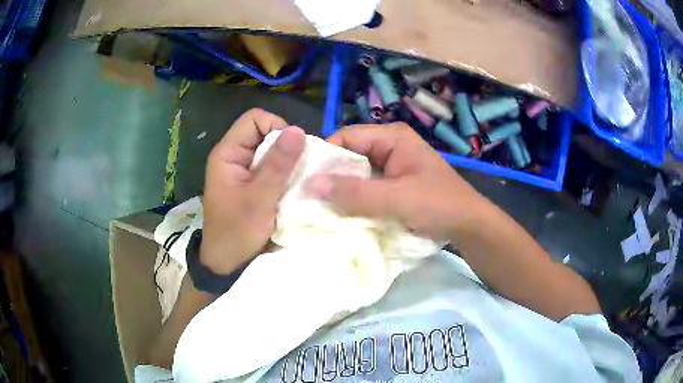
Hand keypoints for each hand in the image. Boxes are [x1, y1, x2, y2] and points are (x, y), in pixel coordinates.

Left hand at [201, 109, 304, 273]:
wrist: (226, 262)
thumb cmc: (237, 231)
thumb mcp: (259, 199)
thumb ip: (278, 164)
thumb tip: (298, 130)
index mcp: (228, 153)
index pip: (255, 119)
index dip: (276, 127)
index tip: (292, 151)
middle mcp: (234, 156)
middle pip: (264, 133)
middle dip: (285, 147)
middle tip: (298, 171)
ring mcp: (242, 170)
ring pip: (270, 151)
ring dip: (287, 163)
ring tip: (298, 181)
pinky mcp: (250, 183)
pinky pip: (270, 168)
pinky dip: (284, 174)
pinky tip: (292, 188)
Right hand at [306, 123, 486, 240]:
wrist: (469, 226)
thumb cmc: (439, 205)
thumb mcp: (397, 198)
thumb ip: (355, 192)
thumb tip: (309, 184)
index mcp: (392, 137)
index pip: (347, 137)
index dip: (324, 156)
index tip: (303, 179)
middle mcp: (389, 147)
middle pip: (349, 155)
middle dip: (330, 176)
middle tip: (305, 197)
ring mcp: (391, 167)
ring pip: (356, 175)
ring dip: (340, 191)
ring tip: (316, 207)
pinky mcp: (392, 186)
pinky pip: (365, 189)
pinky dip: (353, 200)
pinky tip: (338, 214)